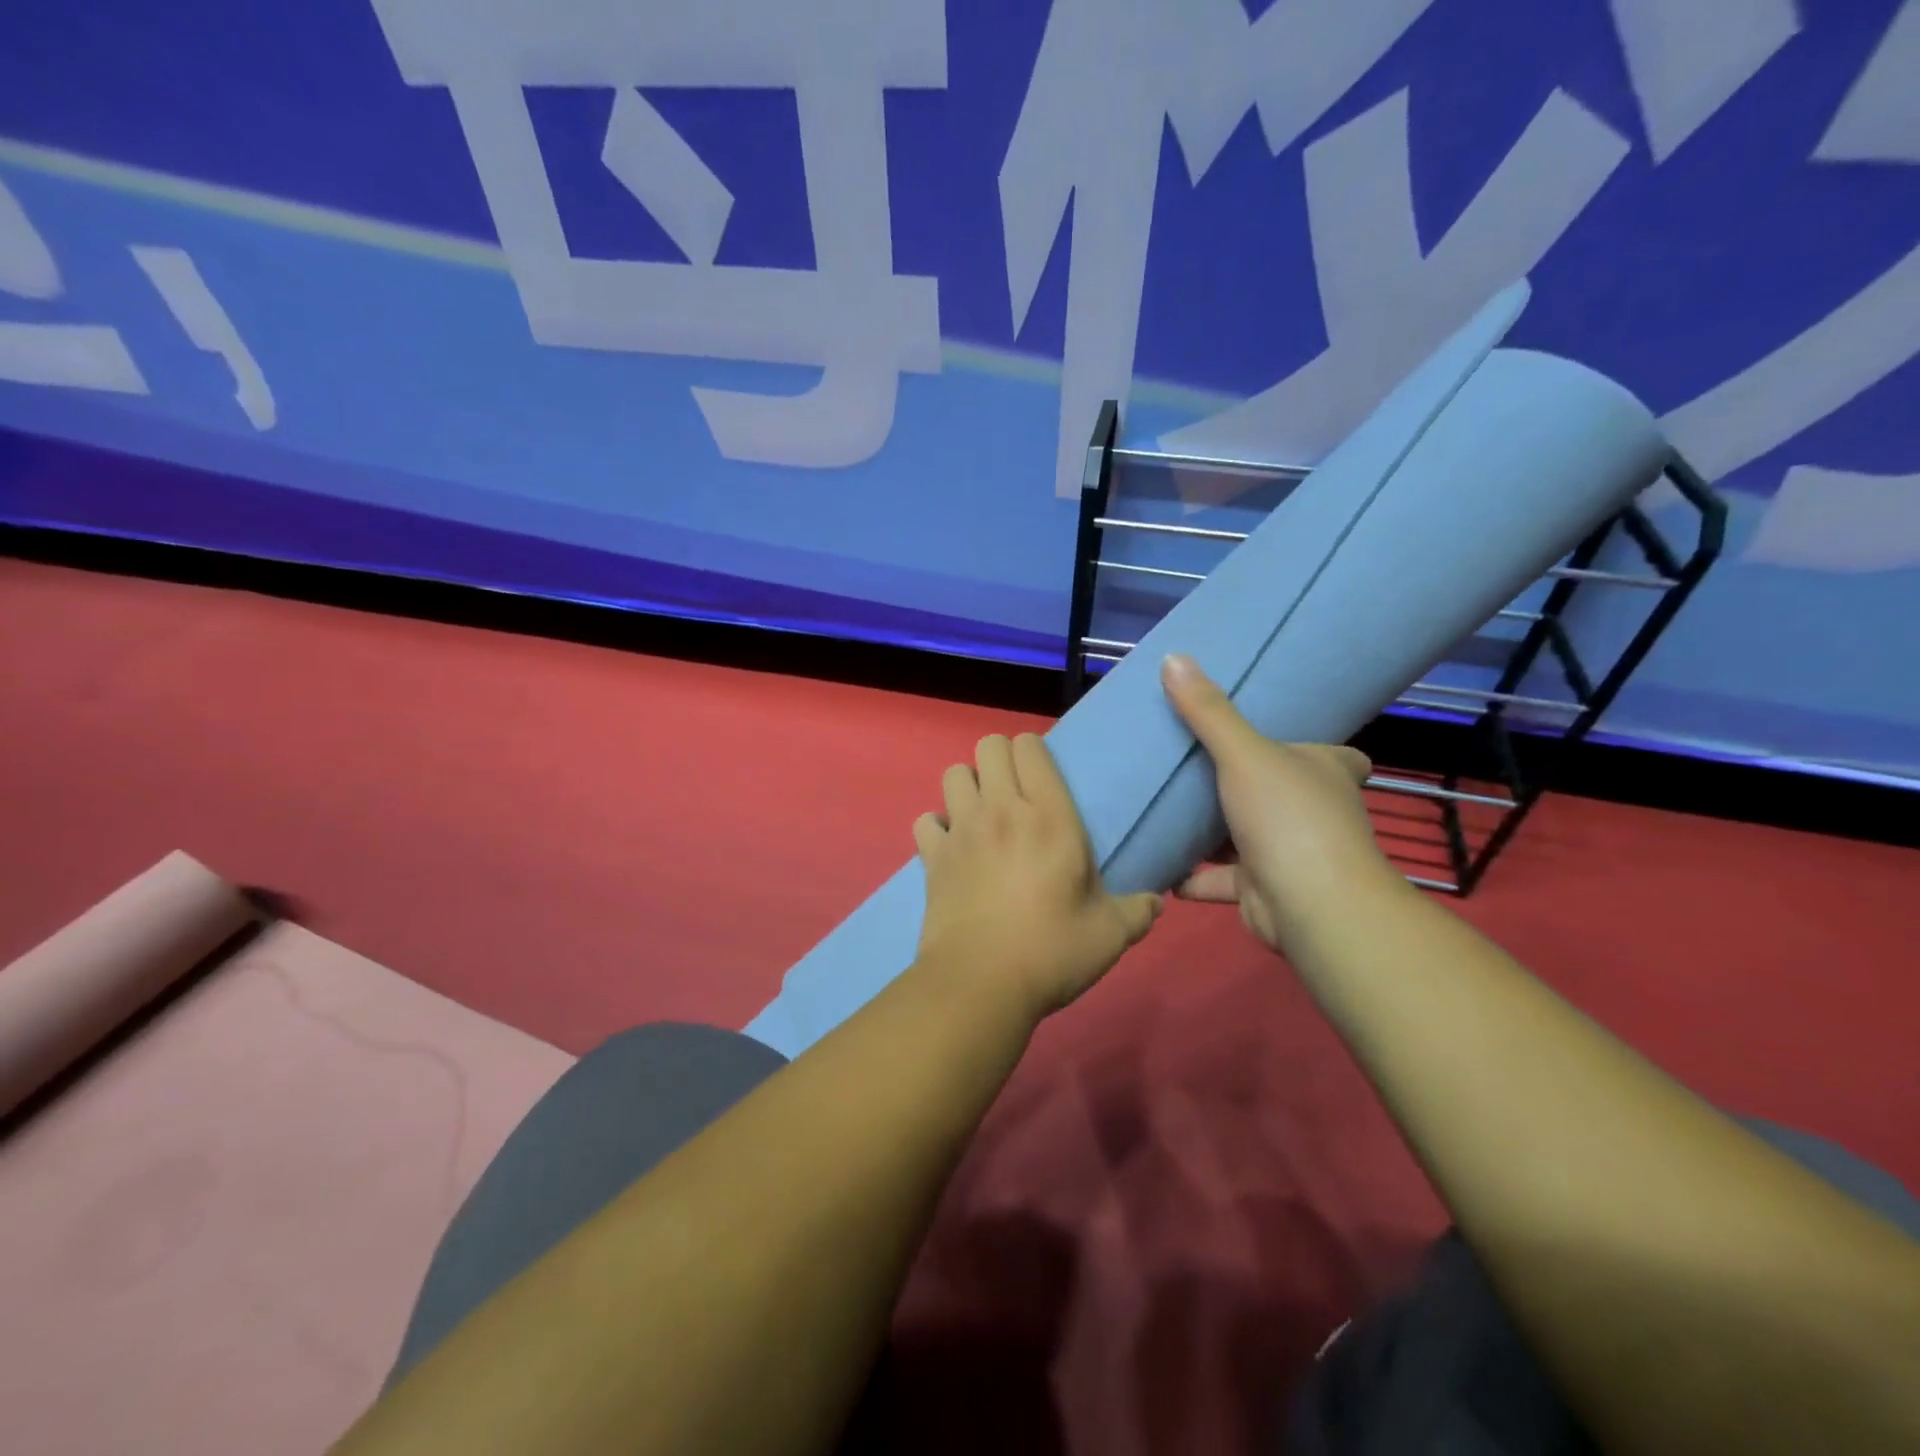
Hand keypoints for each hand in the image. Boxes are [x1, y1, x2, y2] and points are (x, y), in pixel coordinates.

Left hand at [912, 733, 1161, 1019]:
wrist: (981, 983)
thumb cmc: (1051, 951)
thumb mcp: (1109, 935)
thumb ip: (1136, 912)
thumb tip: (1154, 904)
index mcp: (1050, 817)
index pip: (1030, 747)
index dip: (1034, 751)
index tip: (1043, 777)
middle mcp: (1002, 810)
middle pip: (989, 745)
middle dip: (1000, 759)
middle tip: (1015, 793)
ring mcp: (961, 830)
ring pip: (953, 773)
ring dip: (968, 786)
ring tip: (982, 815)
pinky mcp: (932, 856)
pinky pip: (926, 820)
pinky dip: (936, 827)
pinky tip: (951, 847)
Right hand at [1160, 654, 1402, 953]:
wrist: (1309, 905)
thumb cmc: (1288, 816)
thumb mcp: (1244, 753)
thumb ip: (1208, 712)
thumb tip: (1173, 658)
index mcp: (1326, 772)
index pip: (1336, 756)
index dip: (1314, 748)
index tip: (1276, 739)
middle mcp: (1314, 811)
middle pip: (1280, 793)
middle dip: (1244, 785)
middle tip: (1194, 765)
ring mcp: (1290, 853)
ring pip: (1244, 836)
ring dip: (1210, 831)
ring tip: (1163, 808)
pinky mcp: (1262, 889)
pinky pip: (1219, 878)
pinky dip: (1191, 874)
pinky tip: (1157, 860)